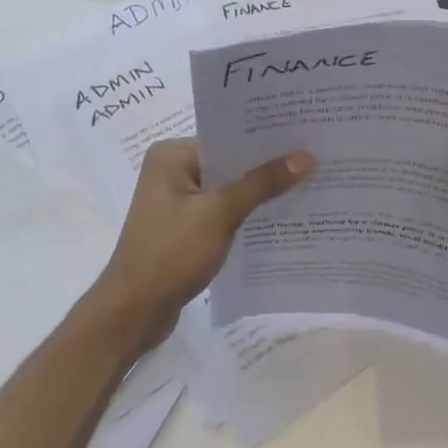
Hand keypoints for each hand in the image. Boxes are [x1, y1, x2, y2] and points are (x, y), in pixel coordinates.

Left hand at [84, 138, 313, 351]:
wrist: (133, 313)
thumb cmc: (171, 253)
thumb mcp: (220, 213)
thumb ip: (262, 183)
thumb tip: (306, 156)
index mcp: (171, 155)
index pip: (226, 137)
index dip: (265, 138)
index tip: (304, 135)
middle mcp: (172, 170)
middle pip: (229, 162)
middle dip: (266, 165)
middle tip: (314, 158)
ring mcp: (177, 201)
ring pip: (228, 188)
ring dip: (258, 191)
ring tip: (307, 184)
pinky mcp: (184, 227)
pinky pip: (222, 210)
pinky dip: (245, 213)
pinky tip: (279, 216)